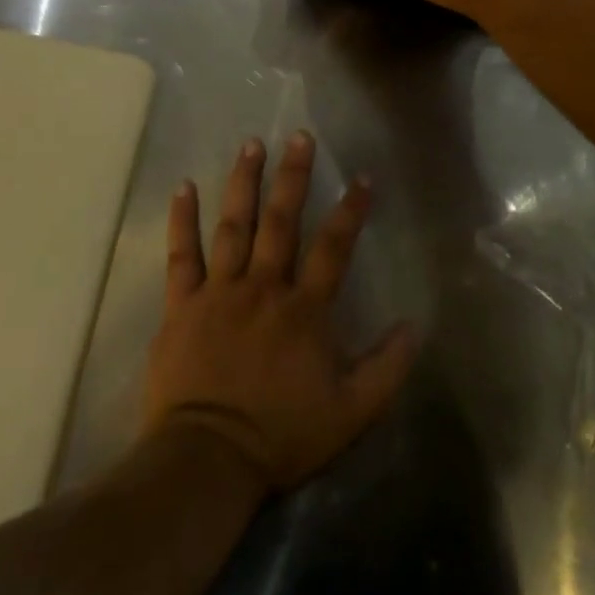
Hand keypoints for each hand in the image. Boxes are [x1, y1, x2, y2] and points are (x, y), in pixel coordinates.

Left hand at [144, 132, 415, 491]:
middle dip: (293, 176)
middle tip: (299, 136)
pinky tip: (184, 186)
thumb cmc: (282, 435)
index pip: (334, 247)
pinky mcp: (182, 305)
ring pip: (234, 226)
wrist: (208, 459)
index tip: (362, 177)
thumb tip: (413, 326)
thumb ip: (386, 368)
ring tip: (251, 144)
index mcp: (304, 309)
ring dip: (243, 182)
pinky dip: (182, 220)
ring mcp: (219, 292)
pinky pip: (181, 255)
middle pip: (281, 221)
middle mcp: (264, 287)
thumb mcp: (352, 412)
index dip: (351, 210)